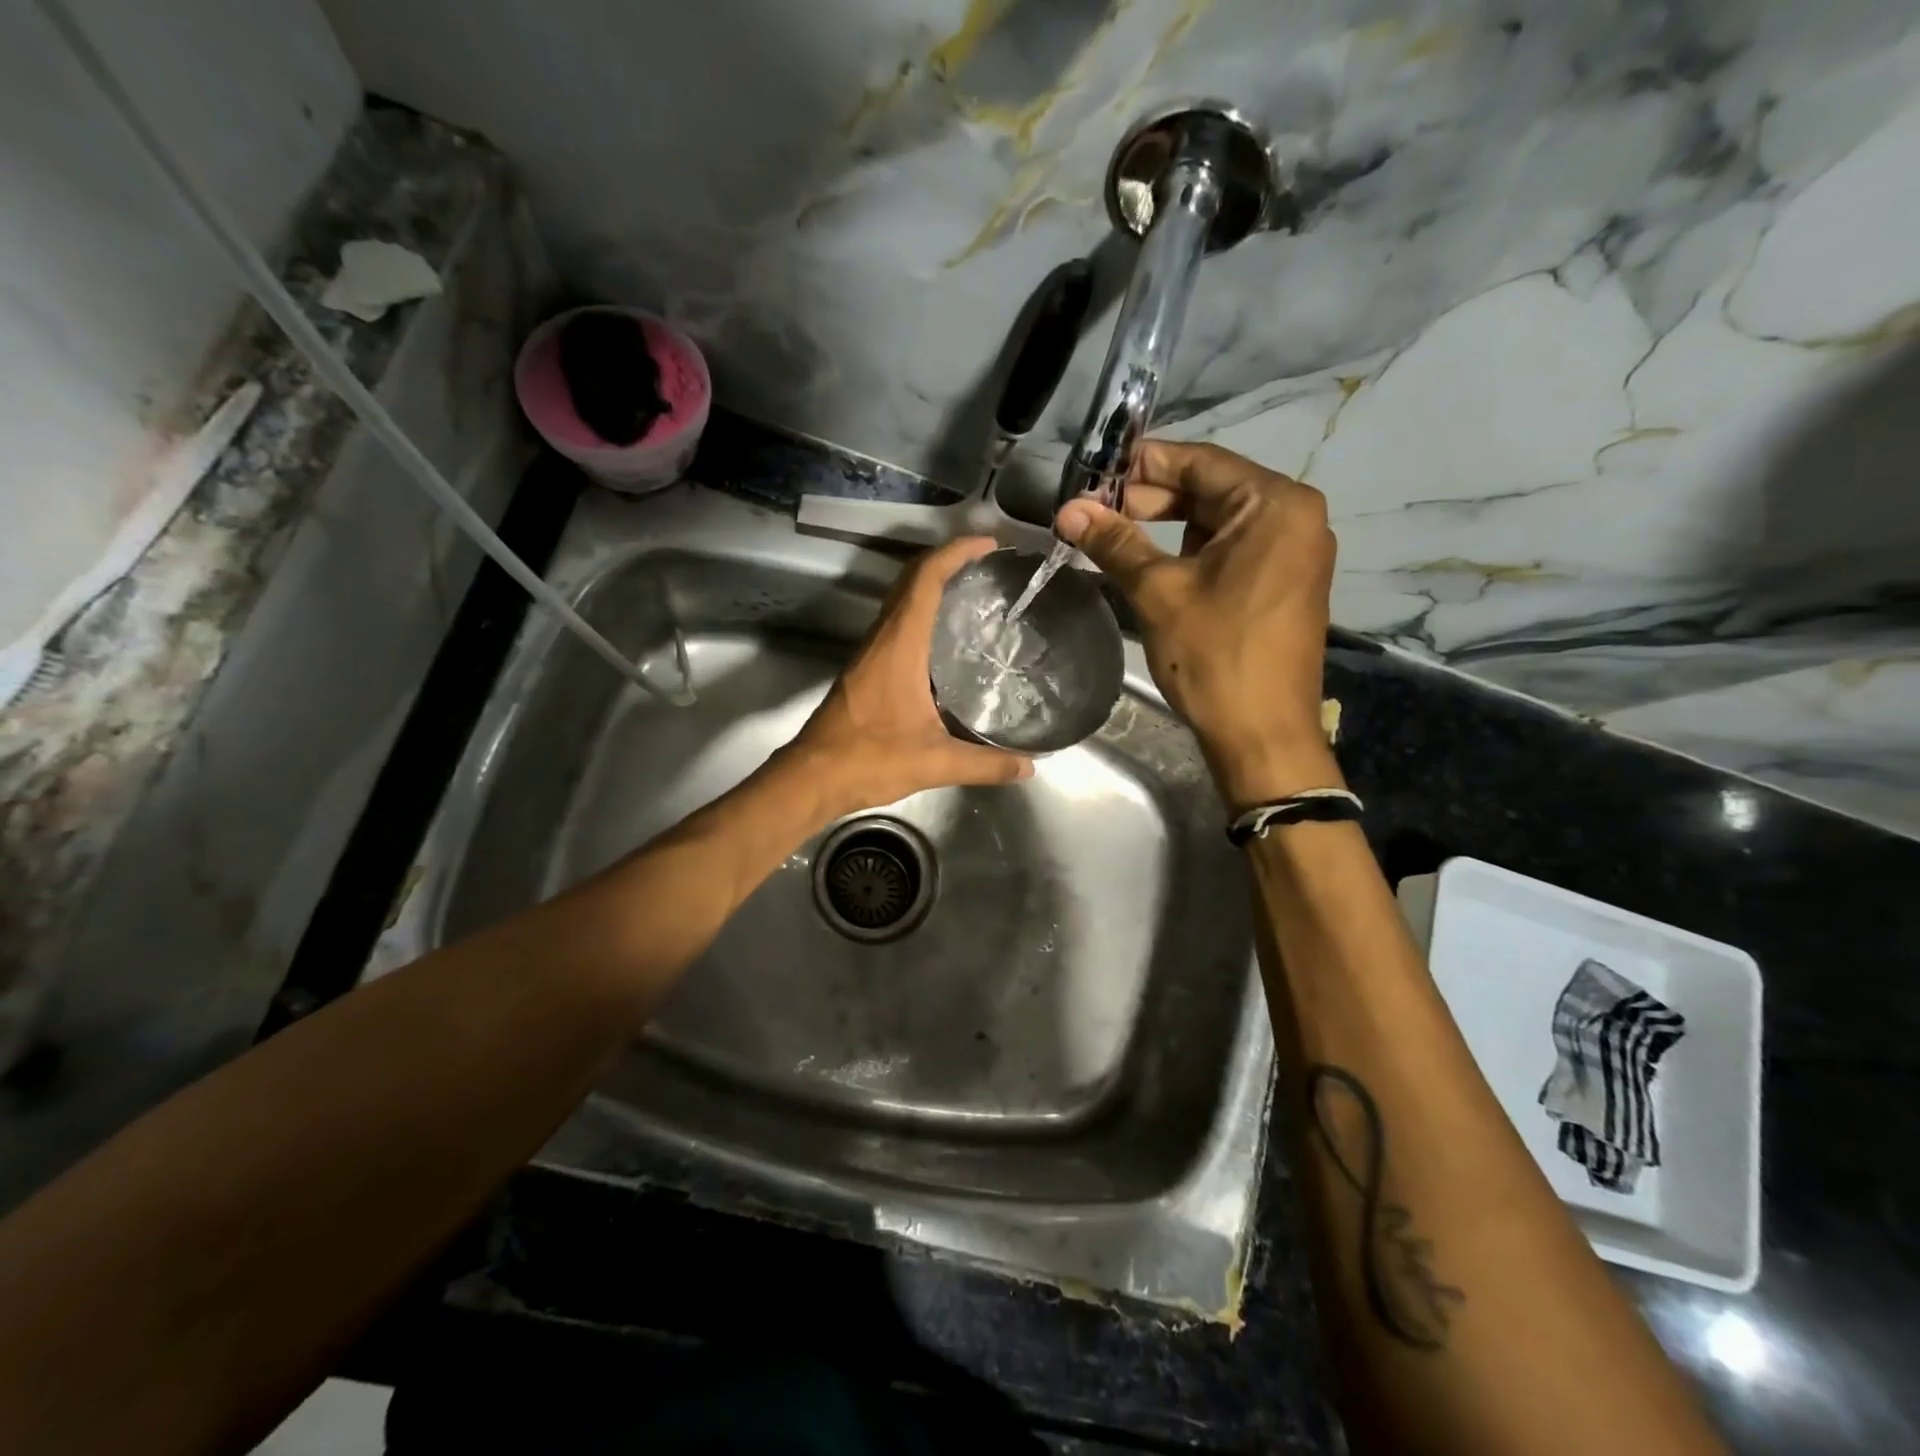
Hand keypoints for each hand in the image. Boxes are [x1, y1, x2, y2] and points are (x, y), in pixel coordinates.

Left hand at [781, 536, 1034, 819]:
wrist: (813, 777)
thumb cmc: (869, 760)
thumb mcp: (934, 763)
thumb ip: (985, 764)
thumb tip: (1029, 767)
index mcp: (899, 646)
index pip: (925, 580)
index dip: (955, 553)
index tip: (988, 544)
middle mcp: (882, 639)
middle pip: (910, 580)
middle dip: (947, 560)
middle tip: (987, 563)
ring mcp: (870, 653)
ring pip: (901, 601)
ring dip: (932, 584)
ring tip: (974, 590)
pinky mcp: (866, 670)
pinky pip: (896, 624)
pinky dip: (922, 612)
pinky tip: (946, 638)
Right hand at [1056, 442, 1339, 807]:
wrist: (1262, 735)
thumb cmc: (1215, 656)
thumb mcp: (1159, 592)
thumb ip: (1115, 543)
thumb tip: (1068, 510)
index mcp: (1275, 505)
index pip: (1200, 462)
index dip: (1142, 464)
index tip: (1093, 473)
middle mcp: (1294, 517)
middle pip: (1210, 489)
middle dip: (1150, 497)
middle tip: (1094, 511)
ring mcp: (1293, 551)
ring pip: (1218, 521)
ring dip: (1166, 525)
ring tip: (1111, 534)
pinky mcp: (1282, 582)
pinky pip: (1231, 549)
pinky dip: (1189, 550)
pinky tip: (1148, 560)